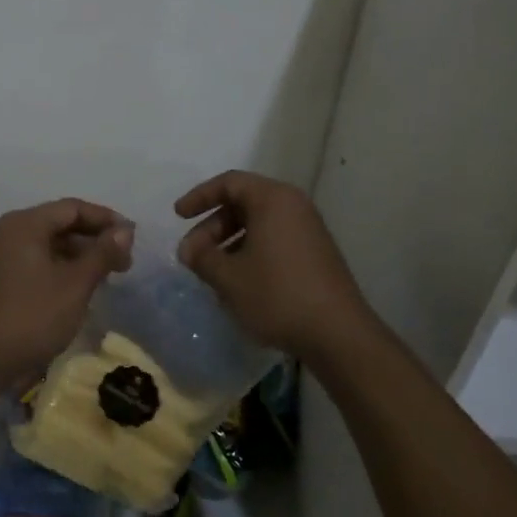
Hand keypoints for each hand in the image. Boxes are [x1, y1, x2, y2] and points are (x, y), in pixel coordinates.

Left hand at [0, 198, 134, 378]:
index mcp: (25, 224)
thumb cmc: (32, 317)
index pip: (72, 208)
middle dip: (94, 239)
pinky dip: (62, 267)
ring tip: (107, 276)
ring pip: (50, 243)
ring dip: (80, 255)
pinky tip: (81, 286)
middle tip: (124, 262)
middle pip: (60, 223)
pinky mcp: (1, 277)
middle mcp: (10, 231)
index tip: (132, 237)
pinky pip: (38, 260)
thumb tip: (125, 231)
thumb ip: (102, 254)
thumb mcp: (75, 285)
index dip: (105, 219)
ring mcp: (2, 255)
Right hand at [175, 171, 376, 359]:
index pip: (229, 183)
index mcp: (273, 199)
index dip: (199, 197)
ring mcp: (308, 230)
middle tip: (192, 255)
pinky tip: (239, 281)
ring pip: (259, 224)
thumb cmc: (277, 295)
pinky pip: (274, 239)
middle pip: (243, 202)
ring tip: (212, 271)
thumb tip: (189, 250)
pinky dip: (250, 251)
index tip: (178, 216)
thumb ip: (202, 257)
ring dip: (229, 242)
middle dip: (212, 226)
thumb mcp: (229, 277)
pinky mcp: (315, 253)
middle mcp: (294, 206)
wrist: (338, 334)